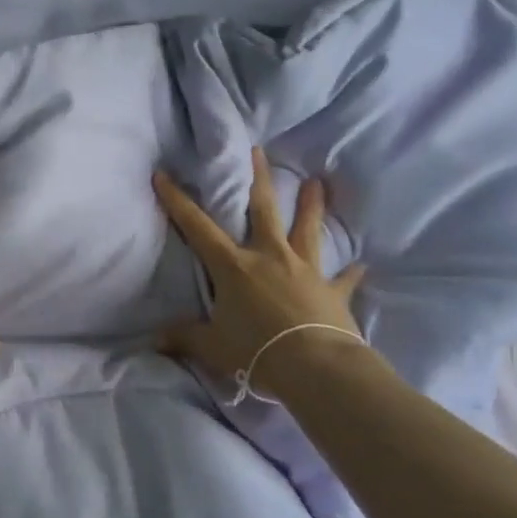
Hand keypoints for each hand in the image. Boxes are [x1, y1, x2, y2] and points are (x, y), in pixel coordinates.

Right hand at [153, 148, 366, 387]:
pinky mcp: (332, 291)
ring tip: (317, 183)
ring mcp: (305, 270)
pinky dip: (351, 273)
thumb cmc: (256, 351)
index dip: (178, 201)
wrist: (314, 366)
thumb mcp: (211, 346)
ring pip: (308, 230)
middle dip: (258, 179)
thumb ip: (184, 338)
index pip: (198, 228)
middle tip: (259, 151)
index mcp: (234, 267)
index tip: (164, 174)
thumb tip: (155, 340)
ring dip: (312, 206)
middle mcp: (270, 257)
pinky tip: (362, 265)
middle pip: (263, 210)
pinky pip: (344, 278)